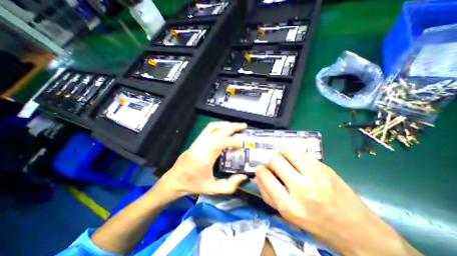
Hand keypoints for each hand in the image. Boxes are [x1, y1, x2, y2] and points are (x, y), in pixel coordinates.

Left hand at [158, 122, 249, 197]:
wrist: (175, 180)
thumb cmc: (193, 185)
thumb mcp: (213, 189)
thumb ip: (230, 185)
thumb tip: (244, 175)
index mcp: (205, 156)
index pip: (221, 142)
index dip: (234, 141)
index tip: (243, 143)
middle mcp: (201, 145)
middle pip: (218, 130)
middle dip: (233, 127)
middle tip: (244, 126)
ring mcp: (198, 141)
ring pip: (213, 126)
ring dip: (225, 124)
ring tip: (236, 125)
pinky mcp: (197, 140)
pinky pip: (209, 128)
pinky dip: (219, 126)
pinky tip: (225, 128)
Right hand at [256, 148, 412, 255]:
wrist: (358, 231)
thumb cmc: (318, 226)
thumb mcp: (288, 217)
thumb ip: (269, 196)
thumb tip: (258, 176)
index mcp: (290, 206)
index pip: (265, 177)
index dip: (260, 171)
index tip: (261, 171)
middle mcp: (302, 189)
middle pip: (275, 161)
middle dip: (269, 162)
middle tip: (273, 167)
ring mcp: (315, 175)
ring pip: (287, 151)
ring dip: (280, 154)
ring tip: (283, 161)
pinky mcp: (324, 167)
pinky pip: (300, 152)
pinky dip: (292, 154)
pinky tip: (295, 161)